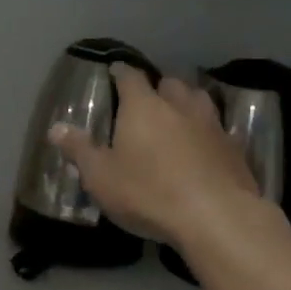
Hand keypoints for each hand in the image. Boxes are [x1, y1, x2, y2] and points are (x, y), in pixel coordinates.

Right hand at [49, 64, 258, 245]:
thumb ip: (79, 150)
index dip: (121, 73)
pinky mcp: (235, 149)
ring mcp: (212, 125)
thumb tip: (55, 128)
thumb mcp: (101, 176)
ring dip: (187, 104)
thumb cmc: (148, 192)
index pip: (130, 77)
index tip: (115, 72)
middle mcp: (180, 106)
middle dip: (158, 88)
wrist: (216, 217)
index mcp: (144, 106)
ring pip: (199, 101)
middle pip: (170, 83)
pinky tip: (203, 148)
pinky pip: (218, 130)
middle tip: (148, 102)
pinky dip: (208, 133)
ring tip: (177, 118)